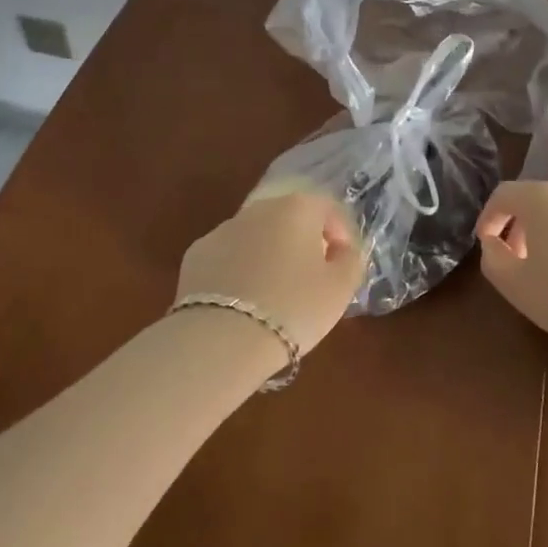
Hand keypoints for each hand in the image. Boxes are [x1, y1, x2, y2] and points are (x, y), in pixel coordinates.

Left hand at [177, 190, 365, 355]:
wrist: (221, 338)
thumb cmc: (293, 308)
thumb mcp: (340, 288)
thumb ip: (351, 260)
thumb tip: (342, 250)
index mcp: (297, 208)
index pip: (329, 208)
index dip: (341, 235)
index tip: (343, 264)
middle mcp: (259, 209)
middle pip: (290, 218)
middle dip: (303, 243)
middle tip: (311, 279)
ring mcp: (223, 229)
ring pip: (257, 236)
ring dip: (270, 255)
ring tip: (274, 295)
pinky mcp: (196, 254)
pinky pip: (229, 256)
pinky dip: (240, 270)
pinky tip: (243, 302)